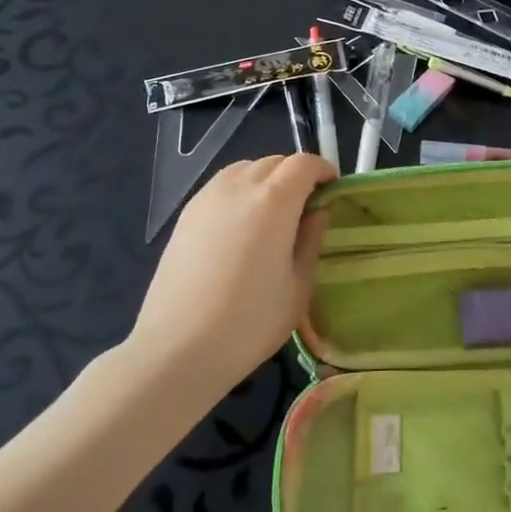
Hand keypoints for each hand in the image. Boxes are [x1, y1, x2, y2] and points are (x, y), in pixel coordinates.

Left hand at [130, 154, 335, 395]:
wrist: (177, 349)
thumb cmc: (250, 322)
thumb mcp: (298, 285)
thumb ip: (311, 239)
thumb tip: (318, 212)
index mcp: (274, 200)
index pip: (304, 164)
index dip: (323, 171)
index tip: (332, 190)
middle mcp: (239, 186)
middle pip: (274, 162)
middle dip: (296, 175)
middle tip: (306, 207)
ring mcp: (207, 197)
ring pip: (245, 169)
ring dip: (266, 180)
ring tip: (273, 214)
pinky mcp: (185, 215)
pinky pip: (222, 186)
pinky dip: (240, 191)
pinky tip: (241, 226)